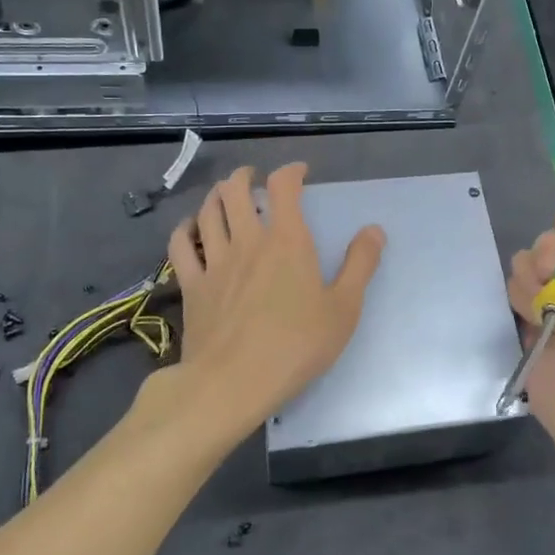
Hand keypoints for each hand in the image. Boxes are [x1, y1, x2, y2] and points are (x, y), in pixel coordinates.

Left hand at [163, 162, 384, 446]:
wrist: (233, 383)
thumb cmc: (295, 346)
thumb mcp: (343, 309)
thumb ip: (360, 265)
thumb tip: (374, 230)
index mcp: (287, 241)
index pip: (283, 187)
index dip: (290, 171)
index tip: (299, 173)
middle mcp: (248, 241)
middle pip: (235, 190)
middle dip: (244, 176)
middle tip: (253, 179)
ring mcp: (214, 261)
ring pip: (207, 211)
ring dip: (215, 196)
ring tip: (223, 195)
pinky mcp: (191, 285)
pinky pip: (180, 245)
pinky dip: (185, 229)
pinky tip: (191, 229)